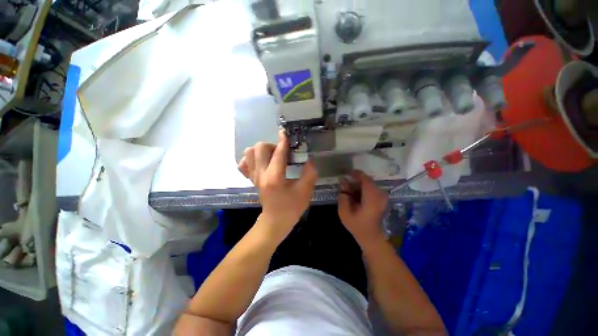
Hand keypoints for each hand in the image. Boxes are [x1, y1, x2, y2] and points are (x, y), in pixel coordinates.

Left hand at [238, 130, 317, 239]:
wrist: (275, 221)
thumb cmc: (292, 207)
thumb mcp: (306, 191)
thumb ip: (309, 173)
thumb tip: (308, 159)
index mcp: (275, 177)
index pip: (278, 153)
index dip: (283, 141)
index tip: (285, 133)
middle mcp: (261, 174)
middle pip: (259, 148)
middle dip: (272, 145)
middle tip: (282, 153)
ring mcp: (253, 177)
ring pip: (249, 153)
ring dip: (261, 150)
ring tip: (272, 156)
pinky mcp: (251, 179)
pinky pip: (244, 163)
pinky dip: (251, 158)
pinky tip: (261, 162)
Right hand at [338, 170, 388, 246]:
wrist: (371, 237)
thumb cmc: (358, 226)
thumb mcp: (345, 213)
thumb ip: (343, 199)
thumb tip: (343, 190)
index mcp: (371, 198)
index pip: (366, 180)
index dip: (356, 174)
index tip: (347, 172)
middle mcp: (379, 196)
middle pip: (367, 181)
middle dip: (355, 180)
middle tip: (344, 182)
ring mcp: (382, 198)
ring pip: (369, 185)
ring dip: (358, 185)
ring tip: (347, 188)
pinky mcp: (381, 201)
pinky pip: (371, 190)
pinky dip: (362, 189)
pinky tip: (354, 194)